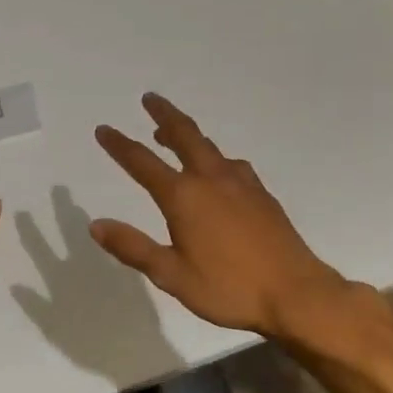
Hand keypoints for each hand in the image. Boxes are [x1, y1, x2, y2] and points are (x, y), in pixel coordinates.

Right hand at [91, 93, 355, 339]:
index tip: (103, 129)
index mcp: (184, 197)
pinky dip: (214, 156)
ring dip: (188, 134)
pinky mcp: (262, 195)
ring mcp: (242, 184)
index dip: (120, 145)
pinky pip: (232, 163)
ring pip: (209, 147)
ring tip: (173, 134)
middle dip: (163, 115)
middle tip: (149, 98)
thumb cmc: (228, 288)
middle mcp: (212, 180)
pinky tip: (218, 169)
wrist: (296, 294)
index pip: (142, 163)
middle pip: (184, 136)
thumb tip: (96, 224)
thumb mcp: (171, 275)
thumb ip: (133, 247)